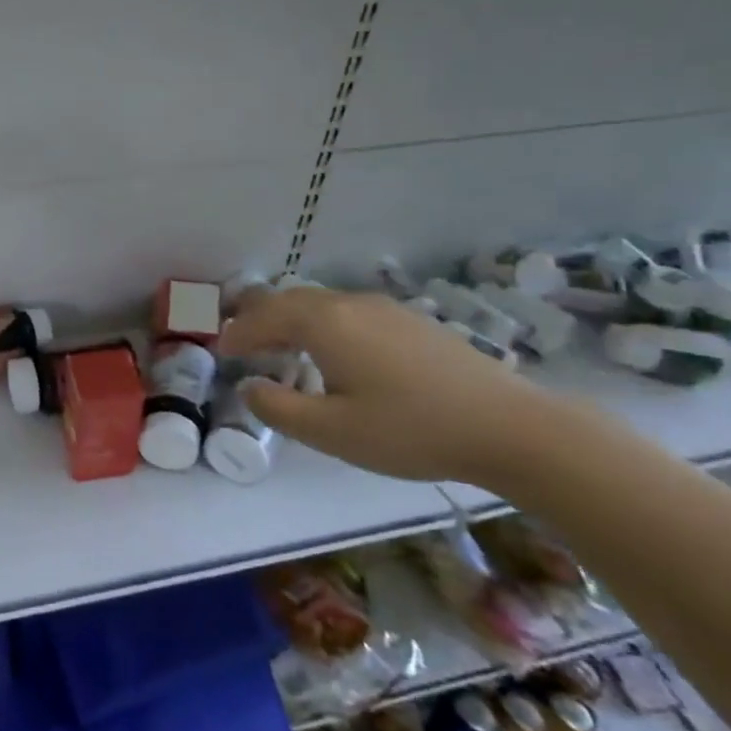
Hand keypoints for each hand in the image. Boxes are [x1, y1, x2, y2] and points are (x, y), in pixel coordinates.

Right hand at [218, 286, 583, 487]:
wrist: (510, 426)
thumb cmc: (410, 430)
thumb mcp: (331, 431)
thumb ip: (278, 408)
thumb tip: (249, 386)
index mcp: (324, 324)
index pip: (263, 317)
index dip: (237, 334)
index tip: (220, 352)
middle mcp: (349, 304)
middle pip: (289, 299)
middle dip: (258, 318)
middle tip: (241, 343)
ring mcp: (383, 308)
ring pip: (320, 302)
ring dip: (290, 319)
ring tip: (280, 347)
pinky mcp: (409, 320)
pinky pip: (346, 310)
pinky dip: (320, 323)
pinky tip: (332, 351)